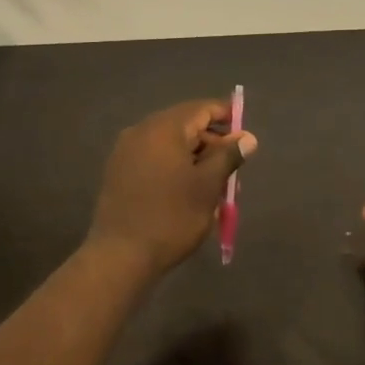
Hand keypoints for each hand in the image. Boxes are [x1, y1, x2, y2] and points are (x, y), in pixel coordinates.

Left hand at [88, 100, 257, 273]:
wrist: (120, 255)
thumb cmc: (172, 217)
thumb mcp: (208, 186)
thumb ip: (228, 156)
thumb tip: (247, 137)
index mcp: (164, 128)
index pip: (201, 109)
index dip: (226, 116)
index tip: (244, 133)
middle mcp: (141, 131)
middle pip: (184, 125)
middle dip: (210, 142)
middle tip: (232, 168)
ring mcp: (125, 151)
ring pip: (168, 143)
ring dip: (193, 156)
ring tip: (212, 184)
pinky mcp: (117, 171)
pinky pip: (152, 157)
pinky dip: (173, 165)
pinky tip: (185, 189)